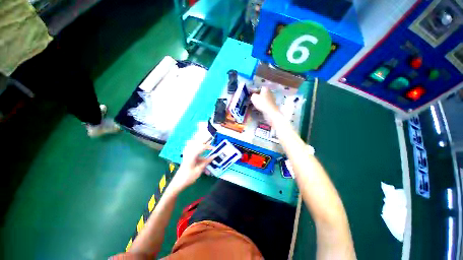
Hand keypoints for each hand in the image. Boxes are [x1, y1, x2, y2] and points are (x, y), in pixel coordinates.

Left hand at [169, 139, 215, 193]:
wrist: (177, 183)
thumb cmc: (188, 177)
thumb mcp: (199, 170)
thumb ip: (207, 162)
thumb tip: (214, 156)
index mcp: (192, 155)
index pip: (202, 147)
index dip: (209, 146)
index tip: (214, 149)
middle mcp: (189, 153)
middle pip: (198, 144)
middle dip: (205, 144)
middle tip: (211, 148)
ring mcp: (188, 155)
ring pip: (196, 148)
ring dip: (202, 149)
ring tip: (208, 152)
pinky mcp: (188, 158)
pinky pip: (195, 153)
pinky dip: (200, 155)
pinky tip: (203, 160)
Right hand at [251, 87, 280, 124]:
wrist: (270, 111)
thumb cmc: (262, 102)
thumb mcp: (254, 97)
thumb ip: (252, 95)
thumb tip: (253, 96)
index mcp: (266, 89)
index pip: (259, 88)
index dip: (254, 91)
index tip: (250, 95)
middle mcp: (269, 92)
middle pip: (261, 94)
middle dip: (257, 97)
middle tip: (251, 100)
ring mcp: (271, 99)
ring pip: (263, 99)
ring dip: (259, 102)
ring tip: (253, 105)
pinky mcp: (271, 105)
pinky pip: (265, 104)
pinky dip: (261, 106)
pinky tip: (258, 108)